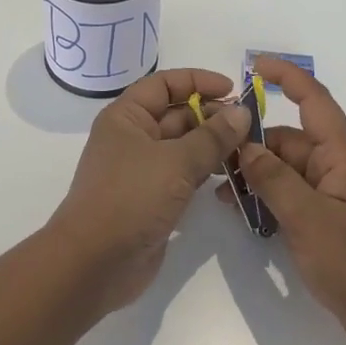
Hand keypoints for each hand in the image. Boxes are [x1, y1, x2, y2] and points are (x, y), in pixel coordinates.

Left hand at [45, 67, 252, 317]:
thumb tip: (241, 112)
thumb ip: (212, 136)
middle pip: (177, 115)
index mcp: (127, 117)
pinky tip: (233, 176)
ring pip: (184, 147)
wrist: (94, 264)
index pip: (165, 84)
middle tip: (251, 126)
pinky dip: (207, 172)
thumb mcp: (176, 162)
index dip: (198, 81)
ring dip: (214, 146)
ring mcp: (142, 170)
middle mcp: (133, 138)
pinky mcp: (153, 199)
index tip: (233, 90)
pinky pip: (184, 175)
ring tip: (249, 150)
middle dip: (213, 116)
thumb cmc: (130, 198)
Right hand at [234, 58, 345, 344]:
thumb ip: (274, 179)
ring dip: (253, 172)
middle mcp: (333, 167)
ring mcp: (326, 194)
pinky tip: (236, 211)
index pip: (314, 101)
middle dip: (252, 141)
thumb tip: (244, 145)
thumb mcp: (309, 218)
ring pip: (282, 168)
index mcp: (339, 155)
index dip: (287, 77)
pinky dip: (262, 197)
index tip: (254, 65)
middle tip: (211, 155)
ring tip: (217, 188)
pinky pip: (285, 195)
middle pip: (287, 138)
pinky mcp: (320, 220)